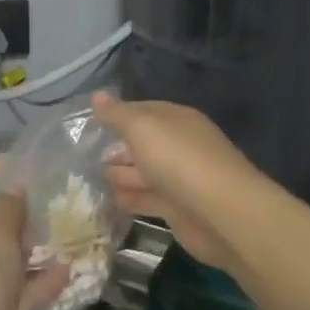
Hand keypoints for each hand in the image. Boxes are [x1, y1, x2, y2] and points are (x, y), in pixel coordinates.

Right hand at [93, 91, 263, 275]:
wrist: (220, 213)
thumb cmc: (178, 160)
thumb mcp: (142, 127)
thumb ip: (117, 114)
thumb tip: (96, 95)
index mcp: (176, 119)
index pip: (142, 110)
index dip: (117, 115)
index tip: (91, 123)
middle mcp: (179, 146)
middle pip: (142, 144)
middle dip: (117, 149)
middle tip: (88, 157)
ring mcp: (179, 178)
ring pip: (143, 173)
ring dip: (121, 176)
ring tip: (96, 181)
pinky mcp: (177, 209)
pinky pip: (147, 199)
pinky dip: (130, 199)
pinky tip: (112, 200)